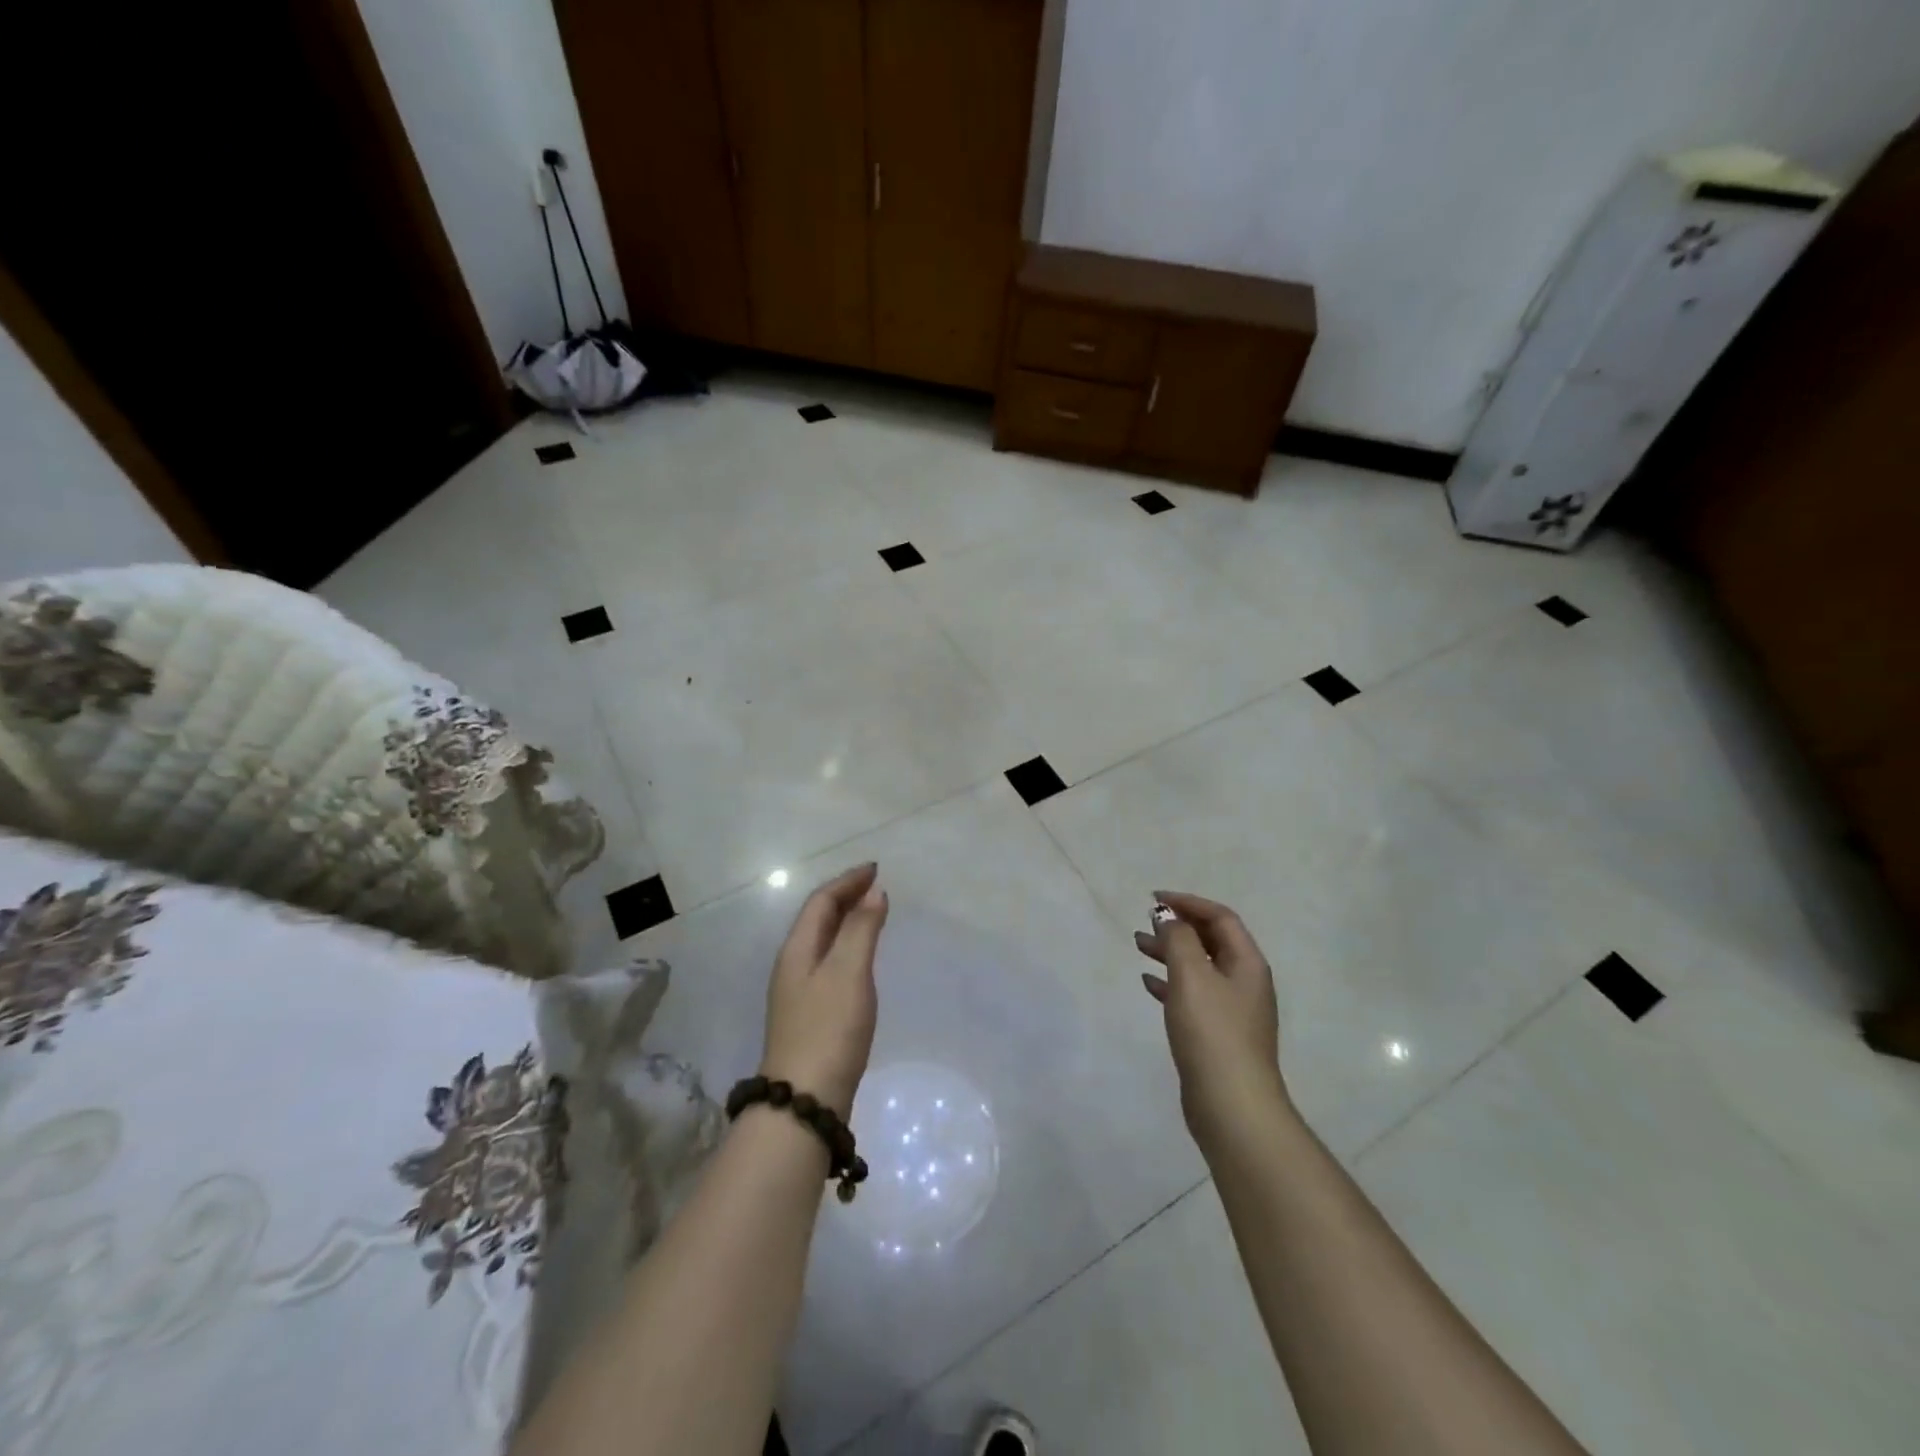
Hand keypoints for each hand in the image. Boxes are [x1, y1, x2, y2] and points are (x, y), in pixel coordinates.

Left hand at [760, 863, 889, 1119]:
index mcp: (798, 950)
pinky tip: (861, 961)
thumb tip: (874, 892)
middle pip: (818, 919)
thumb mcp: (849, 972)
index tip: (876, 869)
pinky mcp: (810, 1015)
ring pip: (823, 942)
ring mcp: (798, 993)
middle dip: (845, 897)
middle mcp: (793, 965)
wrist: (805, 1101)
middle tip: (876, 887)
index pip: (821, 902)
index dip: (847, 881)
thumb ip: (861, 929)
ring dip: (846, 922)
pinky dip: (847, 947)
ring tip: (872, 914)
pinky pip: (829, 963)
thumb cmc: (829, 1029)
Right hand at [1136, 890, 1286, 1146]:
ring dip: (1170, 952)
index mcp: (1247, 963)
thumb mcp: (1191, 976)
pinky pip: (1192, 995)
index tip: (1154, 899)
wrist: (1232, 1106)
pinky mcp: (1217, 1034)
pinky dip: (1170, 983)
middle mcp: (1244, 982)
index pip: (1220, 917)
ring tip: (1138, 945)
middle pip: (1211, 940)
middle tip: (1146, 921)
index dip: (1188, 902)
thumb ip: (1178, 939)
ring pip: (1198, 967)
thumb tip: (1169, 916)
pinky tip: (1147, 984)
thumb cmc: (1212, 1032)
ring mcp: (1232, 1010)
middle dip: (1179, 926)